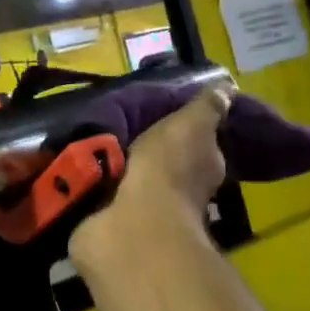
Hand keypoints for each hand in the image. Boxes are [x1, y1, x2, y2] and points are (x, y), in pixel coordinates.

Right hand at [70, 89, 230, 271]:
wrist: (135, 221)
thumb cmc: (169, 168)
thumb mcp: (192, 126)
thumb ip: (206, 108)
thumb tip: (228, 87)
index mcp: (203, 167)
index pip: (200, 146)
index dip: (187, 132)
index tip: (167, 118)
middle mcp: (181, 192)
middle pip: (166, 165)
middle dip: (149, 152)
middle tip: (123, 128)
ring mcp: (147, 211)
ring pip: (135, 180)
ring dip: (120, 168)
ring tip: (94, 145)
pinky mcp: (114, 223)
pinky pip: (105, 197)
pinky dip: (96, 186)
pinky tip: (80, 170)